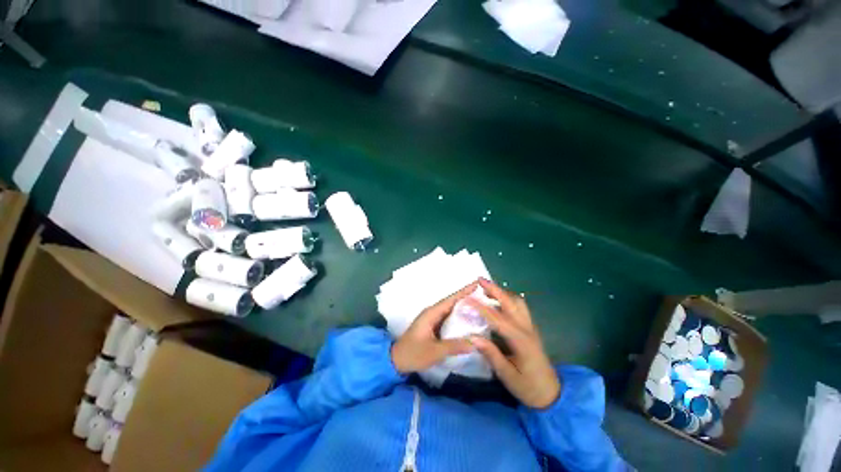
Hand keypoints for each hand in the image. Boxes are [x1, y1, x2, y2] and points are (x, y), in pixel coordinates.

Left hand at [391, 282, 477, 373]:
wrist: (396, 360)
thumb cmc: (413, 354)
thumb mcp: (434, 351)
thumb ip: (454, 346)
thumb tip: (475, 342)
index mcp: (432, 313)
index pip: (451, 299)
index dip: (464, 291)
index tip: (477, 284)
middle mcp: (432, 312)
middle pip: (452, 302)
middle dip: (467, 297)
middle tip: (484, 295)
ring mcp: (432, 318)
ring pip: (451, 309)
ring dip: (463, 306)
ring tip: (480, 305)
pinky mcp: (433, 325)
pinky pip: (448, 317)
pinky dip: (459, 316)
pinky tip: (468, 320)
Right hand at [468, 279, 560, 408]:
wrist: (552, 395)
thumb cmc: (528, 388)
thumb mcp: (507, 376)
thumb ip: (491, 354)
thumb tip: (472, 337)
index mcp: (520, 341)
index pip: (497, 319)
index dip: (481, 307)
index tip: (466, 299)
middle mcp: (527, 329)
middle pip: (511, 302)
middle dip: (495, 289)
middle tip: (479, 280)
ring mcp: (530, 327)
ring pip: (518, 301)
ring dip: (502, 292)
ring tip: (486, 289)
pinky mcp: (531, 329)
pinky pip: (520, 307)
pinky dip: (508, 298)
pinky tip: (498, 301)